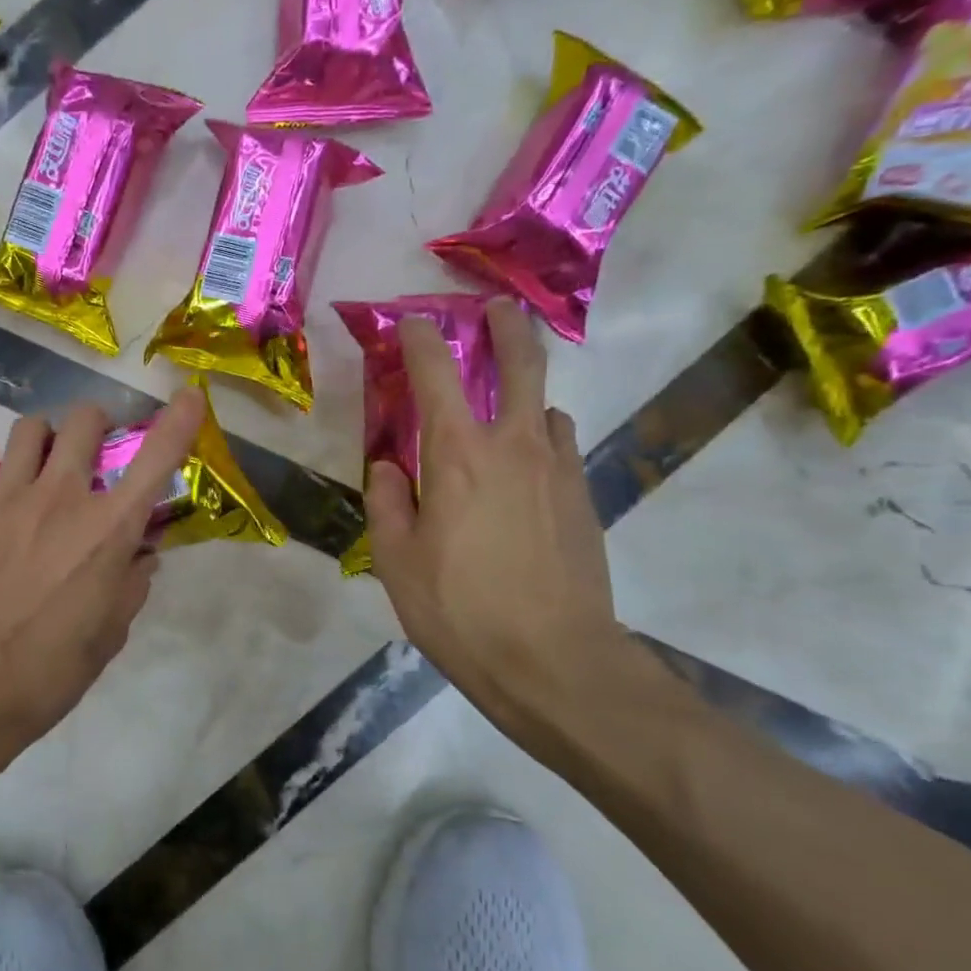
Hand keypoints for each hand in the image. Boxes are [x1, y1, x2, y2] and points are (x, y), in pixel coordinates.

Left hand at [0, 388, 205, 844]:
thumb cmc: (45, 675)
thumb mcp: (108, 637)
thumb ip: (130, 586)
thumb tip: (142, 556)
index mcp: (108, 531)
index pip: (156, 459)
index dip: (179, 421)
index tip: (190, 396)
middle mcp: (61, 497)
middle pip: (85, 421)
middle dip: (95, 425)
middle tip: (90, 448)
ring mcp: (4, 496)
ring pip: (29, 427)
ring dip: (42, 436)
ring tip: (36, 461)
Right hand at [366, 299, 620, 753]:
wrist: (555, 662)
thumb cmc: (460, 609)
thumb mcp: (395, 561)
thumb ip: (387, 501)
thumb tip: (389, 466)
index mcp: (457, 454)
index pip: (435, 373)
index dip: (419, 339)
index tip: (410, 322)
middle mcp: (514, 445)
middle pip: (519, 363)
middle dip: (506, 326)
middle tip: (496, 308)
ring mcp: (559, 469)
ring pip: (547, 406)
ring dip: (526, 393)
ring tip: (506, 409)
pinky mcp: (584, 498)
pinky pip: (562, 447)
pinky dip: (543, 438)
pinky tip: (527, 469)